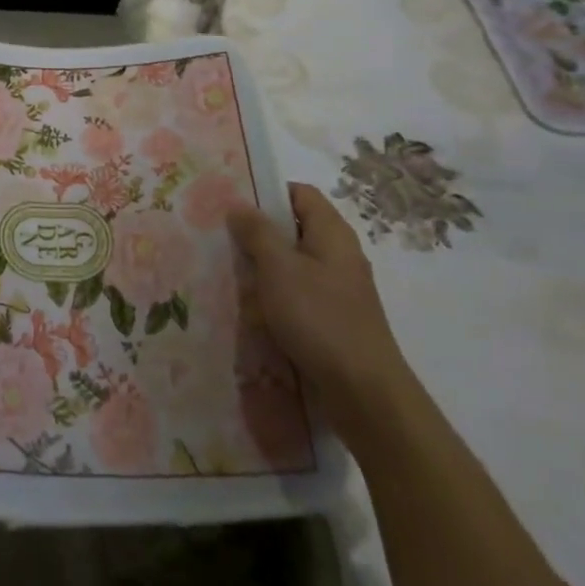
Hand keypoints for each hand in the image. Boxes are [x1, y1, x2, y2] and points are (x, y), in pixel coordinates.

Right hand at [227, 183, 412, 434]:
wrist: (364, 393)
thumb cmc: (319, 318)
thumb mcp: (278, 268)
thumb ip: (256, 232)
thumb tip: (239, 205)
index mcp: (332, 233)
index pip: (299, 193)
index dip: (267, 192)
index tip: (232, 203)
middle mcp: (338, 255)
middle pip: (294, 228)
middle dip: (258, 232)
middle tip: (220, 237)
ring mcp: (337, 289)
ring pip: (292, 264)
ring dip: (263, 267)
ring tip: (228, 271)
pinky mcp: (332, 319)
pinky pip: (297, 294)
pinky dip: (274, 295)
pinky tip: (251, 308)